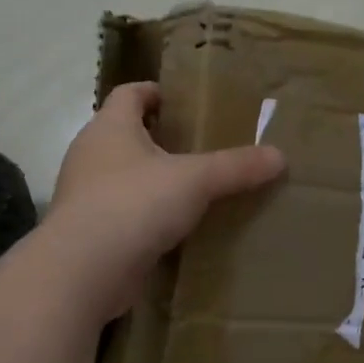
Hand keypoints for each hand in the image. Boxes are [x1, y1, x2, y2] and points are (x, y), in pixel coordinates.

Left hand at [46, 82, 285, 320]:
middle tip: (197, 146)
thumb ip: (236, 167)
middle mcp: (90, 153)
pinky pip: (120, 211)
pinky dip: (143, 213)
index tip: (183, 102)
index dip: (155, 92)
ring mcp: (84, 193)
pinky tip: (171, 227)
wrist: (84, 270)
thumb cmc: (135, 204)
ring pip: (121, 175)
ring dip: (150, 178)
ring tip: (189, 187)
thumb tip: (280, 156)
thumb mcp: (195, 181)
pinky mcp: (87, 230)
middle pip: (124, 133)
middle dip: (157, 137)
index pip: (130, 93)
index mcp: (110, 126)